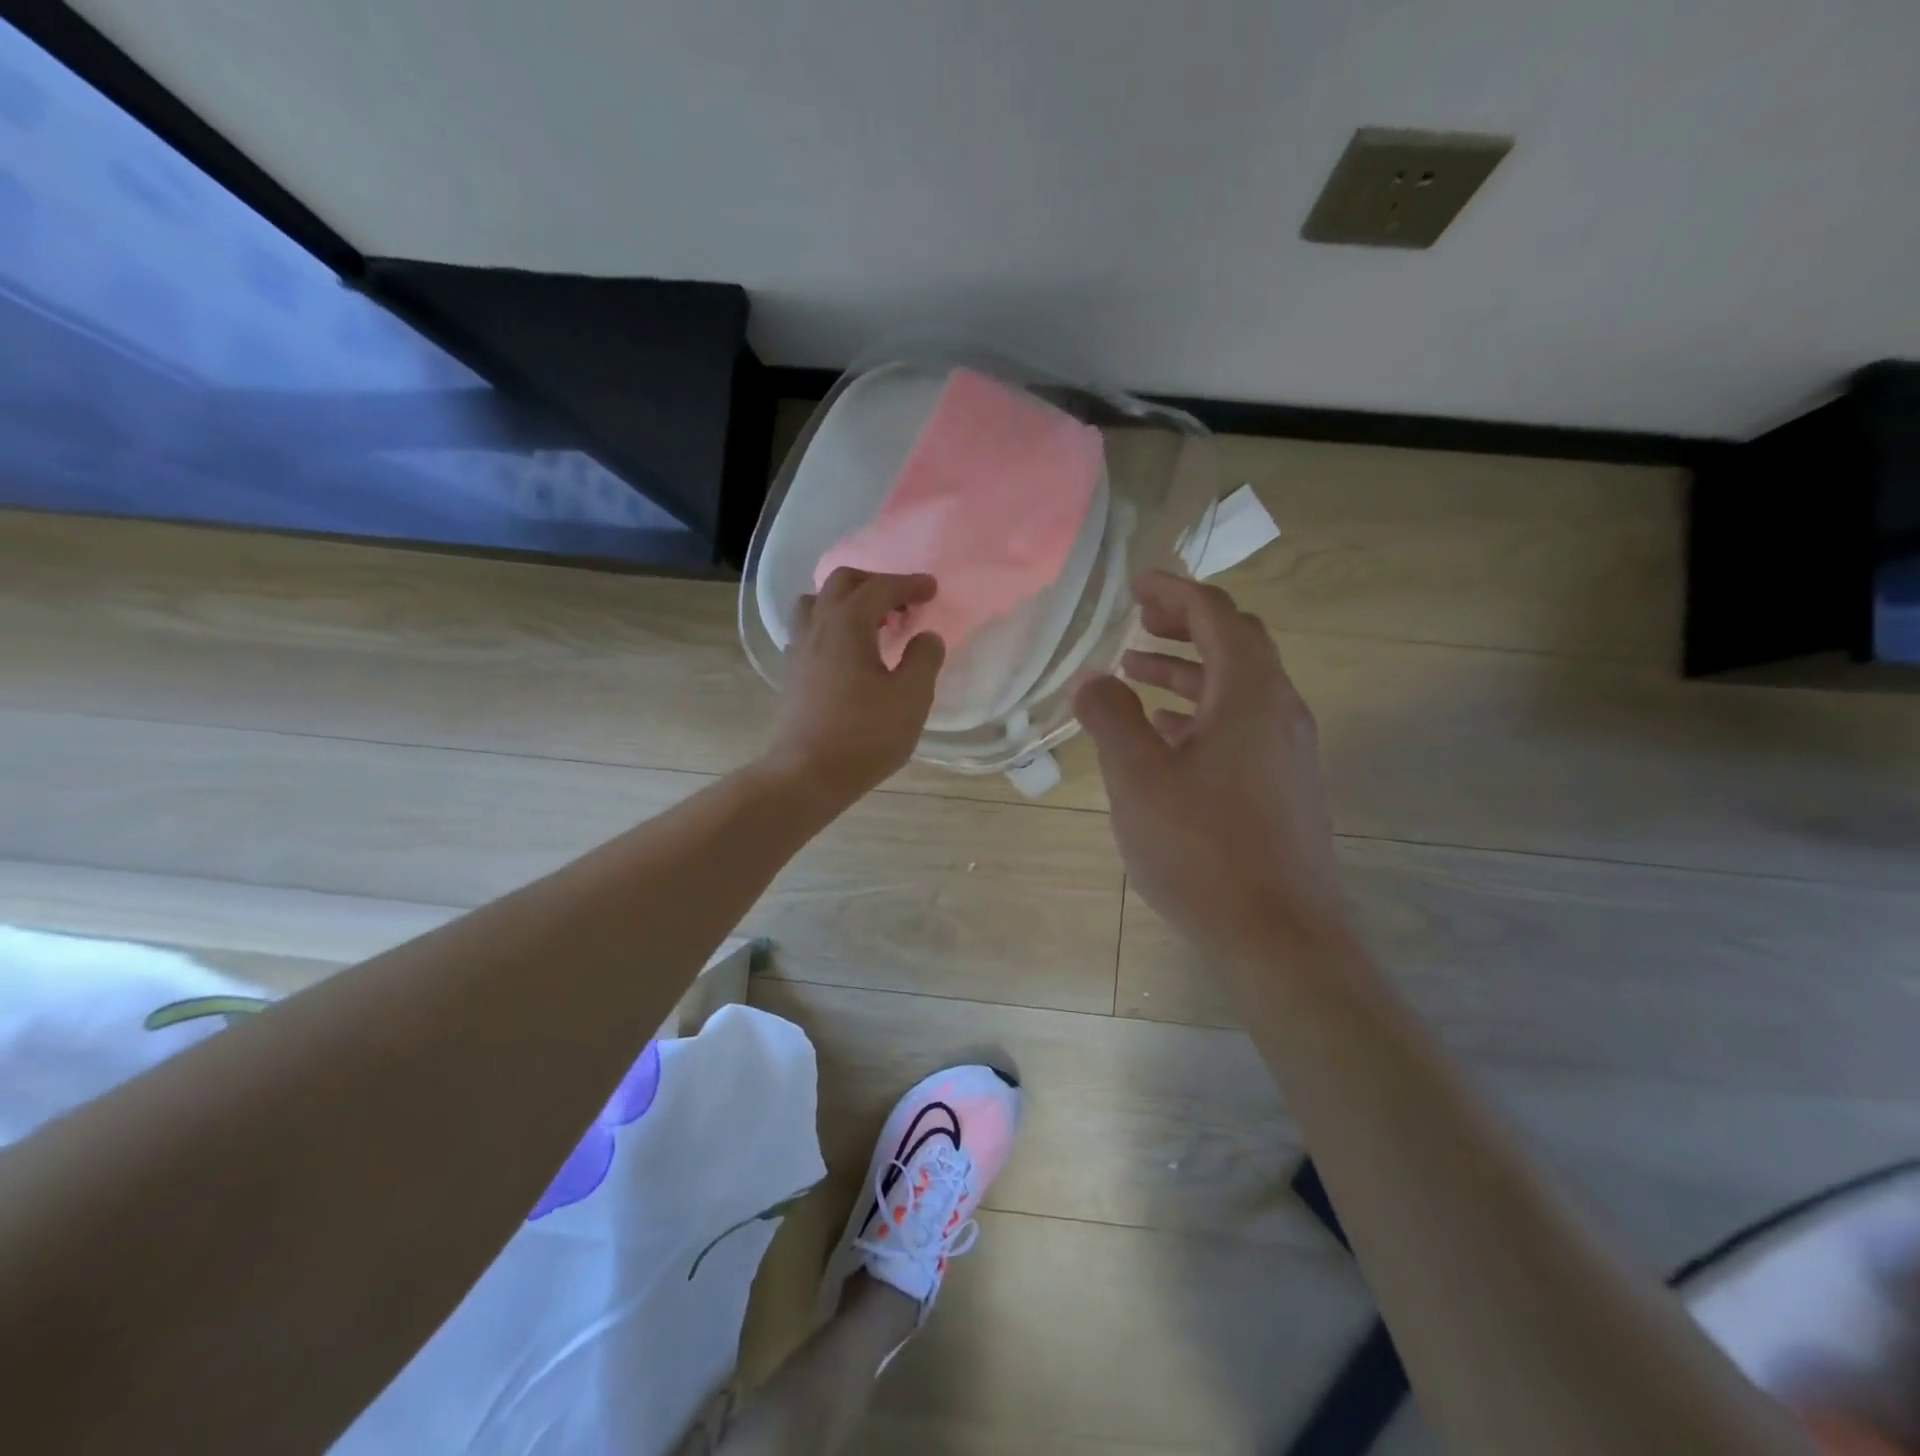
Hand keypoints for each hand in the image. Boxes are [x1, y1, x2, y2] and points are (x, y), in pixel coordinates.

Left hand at [765, 568, 945, 803]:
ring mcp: (799, 649)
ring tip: (871, 623)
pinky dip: (830, 627)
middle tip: (903, 602)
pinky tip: (846, 652)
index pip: (880, 588)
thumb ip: (924, 658)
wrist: (809, 773)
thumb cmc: (865, 734)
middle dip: (876, 583)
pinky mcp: (792, 673)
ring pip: (816, 603)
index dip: (909, 584)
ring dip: (846, 602)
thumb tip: (926, 637)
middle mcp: (817, 626)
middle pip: (842, 583)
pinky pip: (808, 631)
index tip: (932, 589)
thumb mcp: (911, 696)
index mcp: (847, 623)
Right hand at [1073, 571, 1348, 960]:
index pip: (1217, 616)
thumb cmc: (1202, 850)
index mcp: (1249, 695)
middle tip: (1138, 621)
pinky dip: (1201, 711)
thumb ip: (1110, 719)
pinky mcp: (1284, 784)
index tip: (1135, 585)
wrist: (1278, 936)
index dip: (1175, 592)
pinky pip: (1241, 724)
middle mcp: (1279, 711)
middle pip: (1236, 643)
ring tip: (1136, 673)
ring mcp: (1287, 750)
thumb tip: (1093, 679)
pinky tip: (1166, 733)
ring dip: (1188, 670)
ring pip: (1237, 687)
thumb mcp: (1138, 778)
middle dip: (1185, 624)